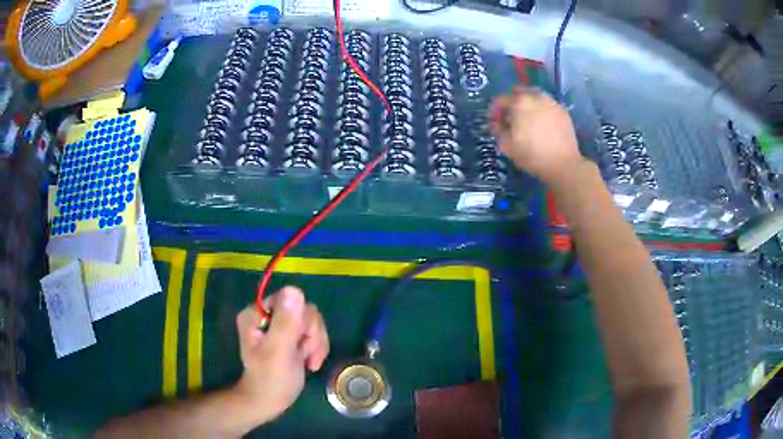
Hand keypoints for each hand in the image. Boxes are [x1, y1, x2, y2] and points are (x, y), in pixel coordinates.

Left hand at [233, 286, 329, 422]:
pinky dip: (317, 348)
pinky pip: (314, 331)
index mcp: (257, 313)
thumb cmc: (271, 379)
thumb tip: (295, 290)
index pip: (290, 299)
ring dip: (316, 343)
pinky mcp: (291, 335)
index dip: (302, 321)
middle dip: (311, 335)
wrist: (270, 401)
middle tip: (305, 356)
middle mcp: (268, 314)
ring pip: (312, 321)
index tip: (300, 343)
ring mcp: (280, 324)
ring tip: (308, 362)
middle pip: (304, 310)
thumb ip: (286, 322)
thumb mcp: (278, 352)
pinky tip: (310, 362)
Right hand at [489, 86, 583, 185]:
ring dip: (527, 104)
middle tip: (511, 117)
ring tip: (527, 119)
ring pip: (534, 96)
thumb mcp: (507, 146)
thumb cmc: (532, 155)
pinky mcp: (563, 111)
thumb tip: (496, 123)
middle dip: (512, 102)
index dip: (494, 111)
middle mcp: (535, 96)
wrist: (564, 164)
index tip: (495, 122)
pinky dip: (541, 110)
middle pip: (518, 92)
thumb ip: (497, 130)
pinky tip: (541, 124)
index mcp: (519, 102)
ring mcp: (551, 102)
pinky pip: (547, 105)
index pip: (500, 100)